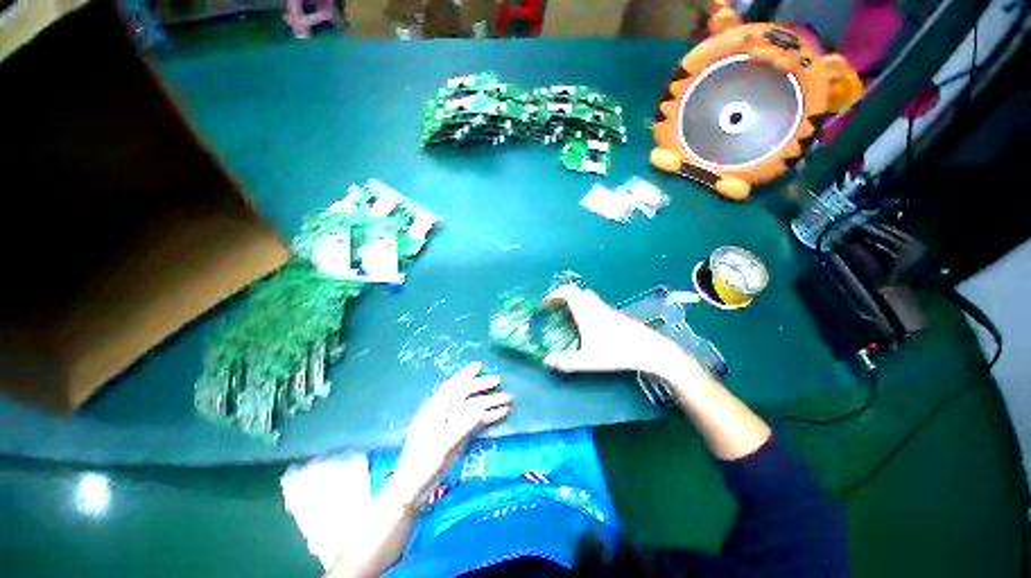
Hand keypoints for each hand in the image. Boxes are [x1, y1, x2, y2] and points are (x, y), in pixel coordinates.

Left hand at [386, 362, 511, 506]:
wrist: (416, 487)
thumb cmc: (424, 462)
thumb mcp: (443, 443)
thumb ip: (463, 424)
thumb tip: (481, 408)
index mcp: (435, 409)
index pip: (452, 386)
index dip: (465, 374)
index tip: (479, 366)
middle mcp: (445, 412)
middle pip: (466, 394)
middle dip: (482, 386)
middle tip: (499, 380)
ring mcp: (453, 424)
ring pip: (474, 407)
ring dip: (490, 402)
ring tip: (507, 399)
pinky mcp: (459, 436)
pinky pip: (477, 422)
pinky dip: (489, 417)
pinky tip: (501, 414)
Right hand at [542, 285, 690, 377]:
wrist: (649, 349)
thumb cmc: (617, 352)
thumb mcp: (588, 360)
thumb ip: (566, 361)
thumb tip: (546, 361)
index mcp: (587, 312)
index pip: (569, 292)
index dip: (556, 294)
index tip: (547, 303)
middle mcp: (596, 307)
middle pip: (579, 292)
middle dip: (566, 297)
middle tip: (558, 309)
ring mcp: (608, 310)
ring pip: (589, 298)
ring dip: (577, 303)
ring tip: (571, 318)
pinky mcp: (616, 316)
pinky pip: (597, 306)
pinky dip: (588, 309)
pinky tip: (589, 327)